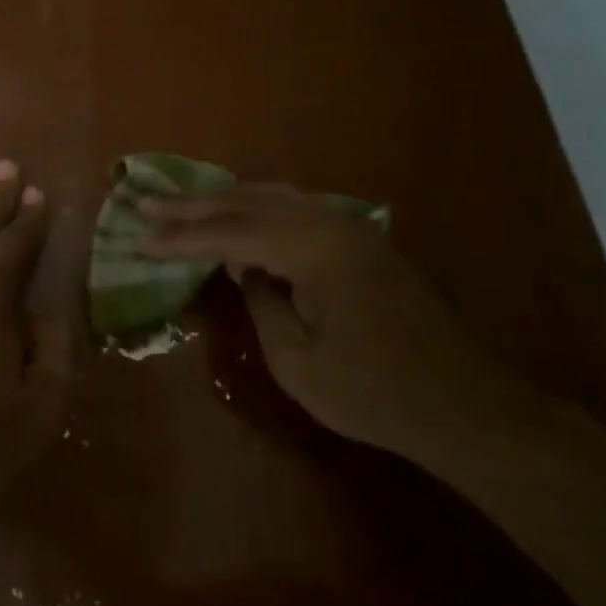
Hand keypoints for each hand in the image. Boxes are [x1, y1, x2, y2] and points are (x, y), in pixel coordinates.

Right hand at [141, 185, 512, 455]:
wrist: (466, 407)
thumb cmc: (375, 392)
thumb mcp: (298, 361)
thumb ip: (261, 304)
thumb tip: (247, 272)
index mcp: (315, 249)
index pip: (231, 234)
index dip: (181, 238)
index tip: (139, 239)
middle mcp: (332, 223)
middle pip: (249, 203)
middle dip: (193, 206)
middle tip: (147, 204)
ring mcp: (351, 228)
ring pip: (274, 197)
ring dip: (224, 200)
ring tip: (182, 204)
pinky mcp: (362, 242)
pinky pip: (296, 209)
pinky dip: (257, 208)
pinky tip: (240, 216)